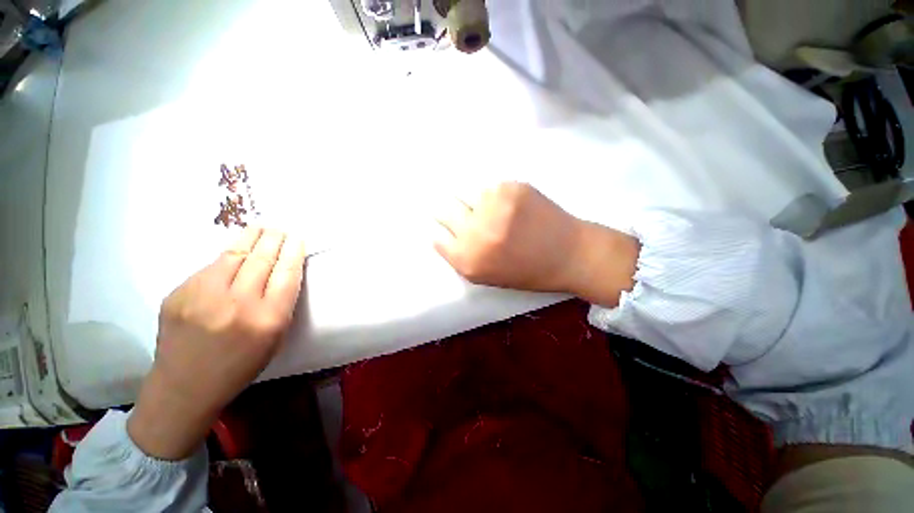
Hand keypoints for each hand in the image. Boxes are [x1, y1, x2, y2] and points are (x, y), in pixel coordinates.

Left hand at [128, 227, 306, 459]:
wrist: (184, 386)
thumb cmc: (240, 364)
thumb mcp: (274, 337)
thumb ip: (280, 302)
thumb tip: (281, 269)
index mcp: (268, 319)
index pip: (287, 274)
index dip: (294, 252)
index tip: (297, 238)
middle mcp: (237, 304)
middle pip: (262, 259)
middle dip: (274, 239)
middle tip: (280, 227)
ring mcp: (202, 296)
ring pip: (233, 255)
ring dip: (250, 238)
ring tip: (260, 226)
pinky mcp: (178, 293)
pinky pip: (210, 267)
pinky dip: (227, 257)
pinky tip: (234, 253)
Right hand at [434, 182, 638, 306]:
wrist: (569, 254)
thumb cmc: (527, 271)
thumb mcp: (486, 276)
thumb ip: (459, 257)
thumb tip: (440, 233)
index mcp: (468, 259)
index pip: (437, 237)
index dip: (442, 231)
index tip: (448, 228)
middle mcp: (475, 231)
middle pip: (443, 209)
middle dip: (448, 211)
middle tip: (462, 213)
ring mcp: (492, 206)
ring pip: (463, 192)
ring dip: (471, 199)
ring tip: (491, 208)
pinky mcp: (510, 187)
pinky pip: (488, 186)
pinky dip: (493, 194)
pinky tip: (508, 203)